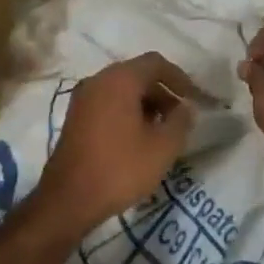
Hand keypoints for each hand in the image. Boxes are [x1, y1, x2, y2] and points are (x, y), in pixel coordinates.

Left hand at [36, 53, 195, 237]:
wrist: (68, 200)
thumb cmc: (120, 168)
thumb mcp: (163, 147)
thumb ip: (181, 121)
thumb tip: (186, 107)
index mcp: (120, 79)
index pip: (156, 63)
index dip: (180, 78)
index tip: (195, 99)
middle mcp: (98, 80)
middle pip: (138, 74)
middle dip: (163, 92)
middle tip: (180, 117)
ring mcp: (83, 98)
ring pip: (122, 89)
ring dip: (146, 104)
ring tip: (162, 131)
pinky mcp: (75, 117)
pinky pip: (108, 103)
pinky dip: (127, 112)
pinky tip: (138, 138)